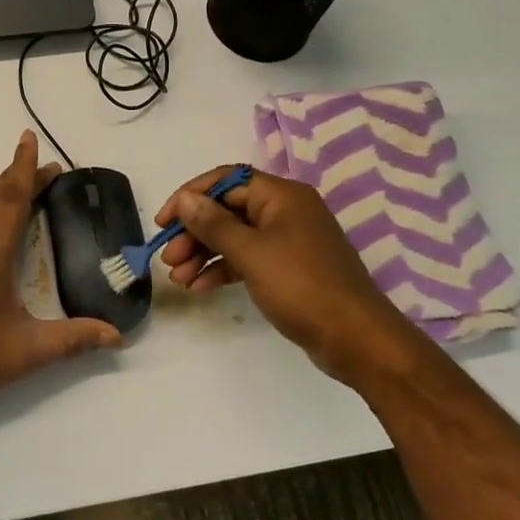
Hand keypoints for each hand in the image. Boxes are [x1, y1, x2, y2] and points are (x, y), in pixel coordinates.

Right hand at [155, 166, 415, 382]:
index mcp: (281, 195)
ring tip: (178, 278)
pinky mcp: (289, 268)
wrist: (356, 339)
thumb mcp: (251, 253)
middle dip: (194, 232)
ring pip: (235, 236)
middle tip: (168, 257)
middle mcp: (285, 210)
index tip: (163, 222)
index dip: (190, 196)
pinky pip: (248, 259)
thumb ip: (213, 224)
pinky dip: (223, 269)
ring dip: (204, 253)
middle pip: (227, 209)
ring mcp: (288, 240)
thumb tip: (185, 199)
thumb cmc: (302, 287)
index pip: (225, 180)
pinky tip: (199, 287)